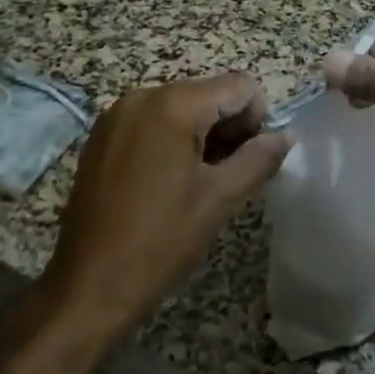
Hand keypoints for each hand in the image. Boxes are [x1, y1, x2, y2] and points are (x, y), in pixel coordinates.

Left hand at [43, 73, 290, 334]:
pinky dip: (174, 139)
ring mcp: (117, 115)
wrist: (87, 287)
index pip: (239, 86)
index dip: (258, 118)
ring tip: (202, 181)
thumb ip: (260, 157)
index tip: (252, 158)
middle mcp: (142, 96)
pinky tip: (171, 181)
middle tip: (231, 173)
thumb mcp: (221, 198)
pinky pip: (154, 120)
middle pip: (209, 92)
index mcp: (173, 105)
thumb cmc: (161, 240)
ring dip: (203, 134)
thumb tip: (287, 135)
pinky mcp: (102, 136)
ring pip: (182, 107)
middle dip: (230, 126)